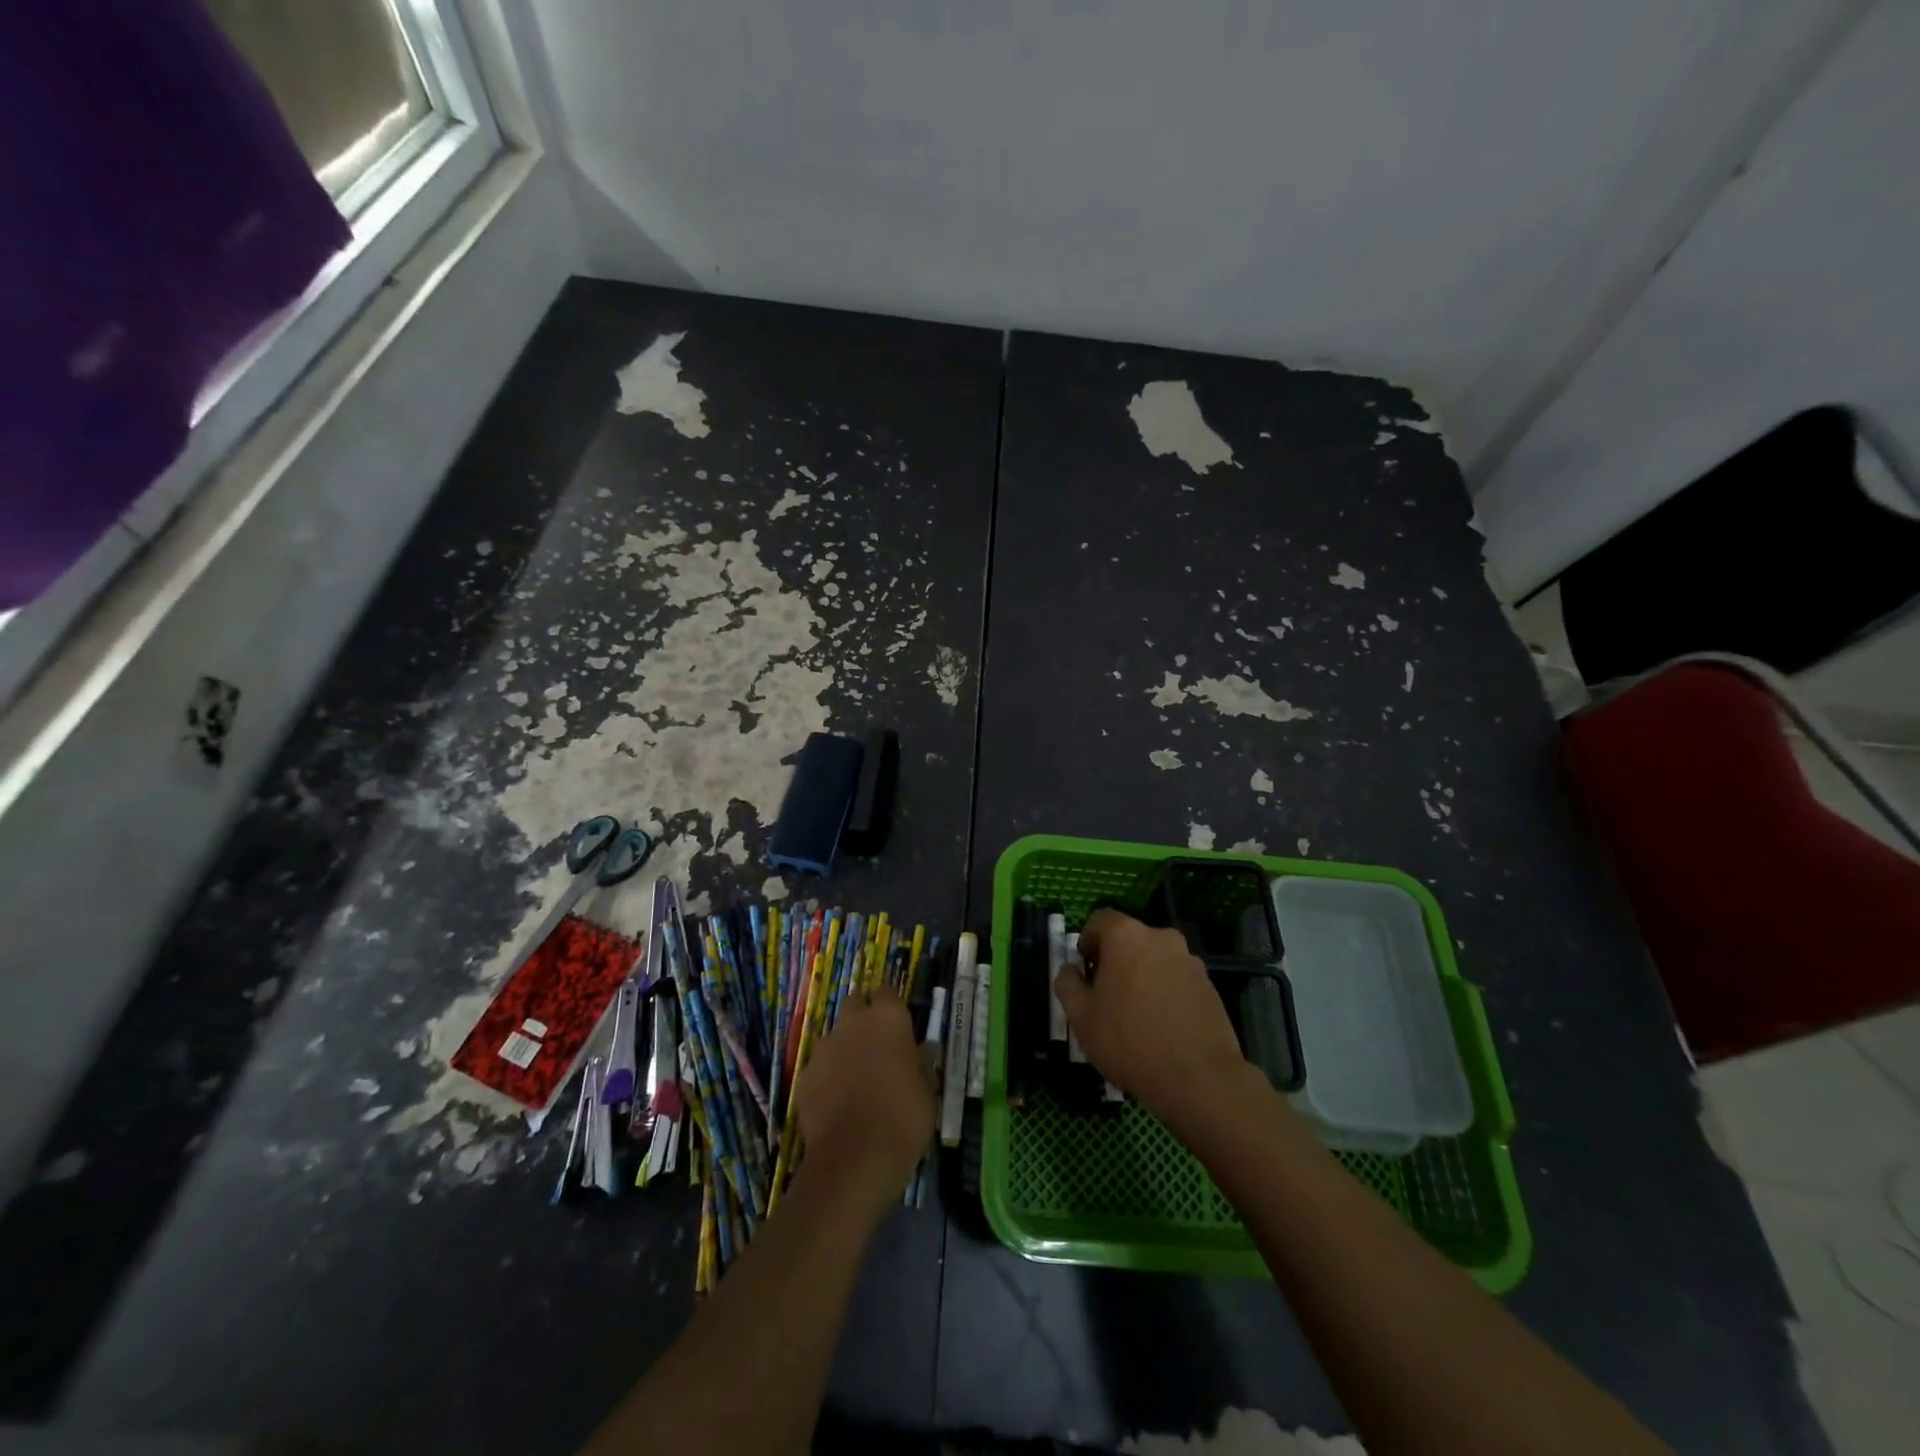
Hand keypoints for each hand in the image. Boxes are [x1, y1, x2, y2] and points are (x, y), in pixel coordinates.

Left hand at [795, 993, 935, 1212]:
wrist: (854, 1158)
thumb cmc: (903, 1117)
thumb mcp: (927, 1090)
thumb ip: (922, 1063)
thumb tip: (924, 1049)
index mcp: (888, 1019)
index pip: (887, 993)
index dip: (892, 1007)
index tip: (899, 1026)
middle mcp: (853, 1023)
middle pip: (856, 1004)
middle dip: (864, 1018)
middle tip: (878, 1047)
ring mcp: (824, 1048)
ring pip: (835, 1037)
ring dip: (845, 1049)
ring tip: (857, 1081)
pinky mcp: (804, 1076)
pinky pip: (820, 1068)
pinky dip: (828, 1078)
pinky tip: (838, 1104)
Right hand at [1055, 908, 1253, 1136]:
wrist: (1198, 1079)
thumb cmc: (1129, 1041)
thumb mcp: (1081, 1017)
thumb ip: (1067, 984)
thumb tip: (1070, 970)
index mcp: (1127, 936)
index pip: (1099, 920)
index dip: (1087, 942)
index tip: (1085, 973)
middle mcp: (1161, 937)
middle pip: (1129, 940)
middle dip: (1115, 961)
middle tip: (1106, 998)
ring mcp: (1190, 961)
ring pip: (1155, 960)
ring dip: (1142, 977)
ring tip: (1136, 1018)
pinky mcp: (1209, 985)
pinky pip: (1176, 980)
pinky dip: (1165, 993)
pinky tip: (1162, 1028)